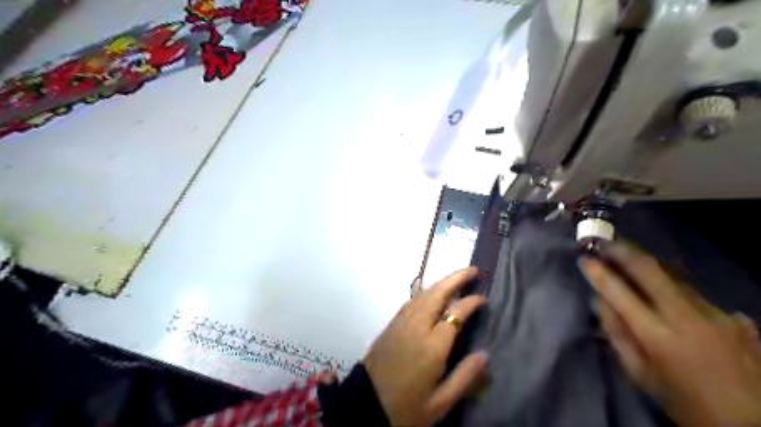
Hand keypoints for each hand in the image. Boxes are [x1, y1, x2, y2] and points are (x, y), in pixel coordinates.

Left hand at [368, 268, 486, 425]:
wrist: (366, 405)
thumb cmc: (407, 407)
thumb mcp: (440, 402)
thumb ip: (465, 377)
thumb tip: (485, 355)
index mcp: (432, 346)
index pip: (455, 314)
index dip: (470, 302)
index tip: (482, 298)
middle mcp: (416, 327)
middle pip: (437, 294)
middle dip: (455, 278)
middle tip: (472, 270)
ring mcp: (401, 323)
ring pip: (423, 294)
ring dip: (440, 282)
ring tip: (456, 277)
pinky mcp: (391, 324)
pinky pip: (411, 301)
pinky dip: (425, 291)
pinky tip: (431, 292)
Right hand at [581, 243, 760, 426]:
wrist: (756, 425)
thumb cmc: (685, 403)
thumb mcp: (640, 375)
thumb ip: (617, 335)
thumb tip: (601, 301)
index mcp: (658, 337)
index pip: (620, 294)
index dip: (599, 274)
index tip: (585, 259)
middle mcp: (687, 318)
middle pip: (650, 271)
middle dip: (623, 252)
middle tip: (605, 243)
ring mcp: (716, 314)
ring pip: (674, 278)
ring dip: (647, 267)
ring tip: (628, 259)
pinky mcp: (736, 317)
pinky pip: (694, 295)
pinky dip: (673, 290)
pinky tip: (667, 296)